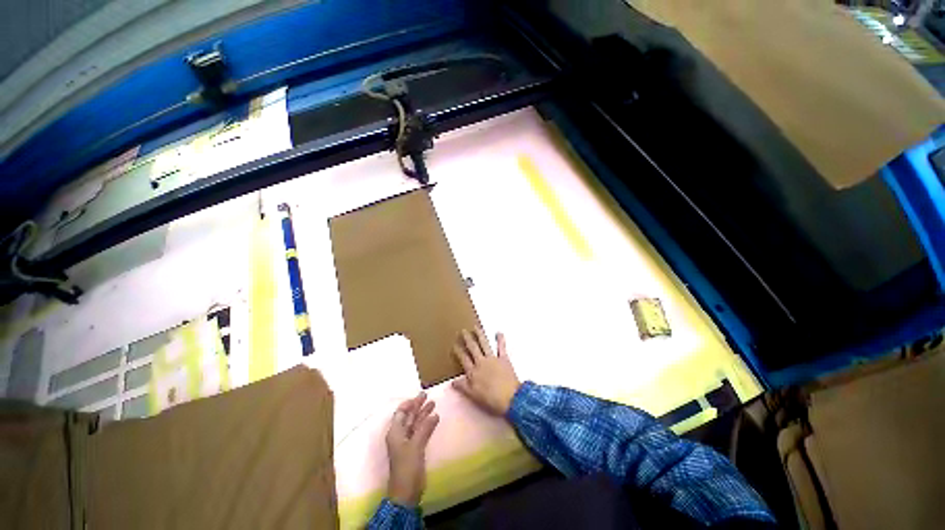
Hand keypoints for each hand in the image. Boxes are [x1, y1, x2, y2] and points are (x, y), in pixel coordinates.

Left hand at [385, 392, 438, 506]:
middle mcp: (400, 435)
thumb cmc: (407, 467)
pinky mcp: (414, 450)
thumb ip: (424, 429)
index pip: (401, 413)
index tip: (418, 395)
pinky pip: (420, 432)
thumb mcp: (415, 446)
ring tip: (433, 404)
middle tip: (427, 395)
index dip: (408, 403)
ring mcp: (407, 443)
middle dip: (417, 406)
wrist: (406, 492)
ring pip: (415, 423)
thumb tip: (434, 414)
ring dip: (423, 414)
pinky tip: (434, 419)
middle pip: (408, 416)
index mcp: (395, 432)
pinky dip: (426, 424)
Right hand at [451, 329, 520, 415]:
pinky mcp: (504, 359)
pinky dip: (500, 339)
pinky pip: (501, 347)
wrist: (511, 398)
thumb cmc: (491, 399)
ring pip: (484, 344)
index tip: (454, 344)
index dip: (458, 351)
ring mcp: (493, 359)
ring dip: (480, 335)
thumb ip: (463, 387)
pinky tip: (498, 332)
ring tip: (476, 327)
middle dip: (467, 338)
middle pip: (473, 348)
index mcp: (473, 372)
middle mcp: (481, 362)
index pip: (463, 358)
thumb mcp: (474, 396)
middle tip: (463, 331)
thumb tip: (452, 382)